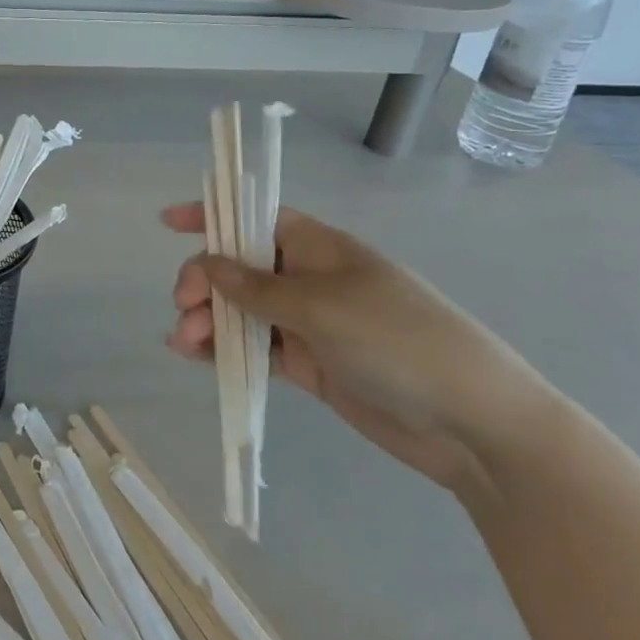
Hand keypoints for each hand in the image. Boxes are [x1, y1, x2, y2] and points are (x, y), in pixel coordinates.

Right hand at [163, 203, 552, 490]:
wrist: (472, 424)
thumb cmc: (397, 340)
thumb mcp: (321, 306)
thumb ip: (257, 287)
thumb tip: (208, 263)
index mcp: (318, 247)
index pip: (254, 218)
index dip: (212, 215)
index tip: (167, 223)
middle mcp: (309, 278)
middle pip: (239, 268)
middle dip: (203, 282)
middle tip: (183, 308)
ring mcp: (309, 323)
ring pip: (242, 310)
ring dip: (207, 320)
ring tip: (184, 343)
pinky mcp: (310, 363)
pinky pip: (255, 347)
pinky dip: (224, 349)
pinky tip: (196, 356)